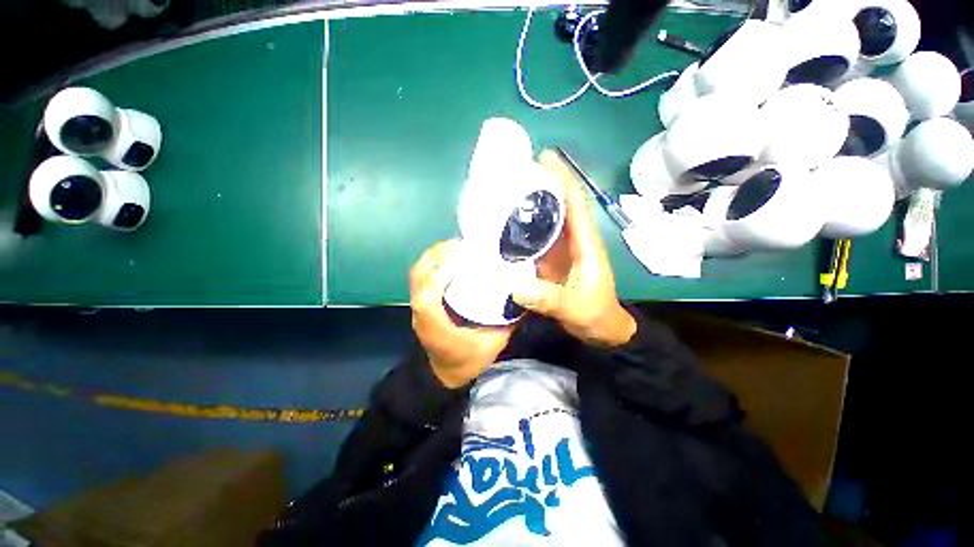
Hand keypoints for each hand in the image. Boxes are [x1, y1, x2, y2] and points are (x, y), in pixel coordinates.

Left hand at [410, 239, 515, 387]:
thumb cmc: (467, 361)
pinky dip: (434, 265)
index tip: (464, 253)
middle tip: (465, 244)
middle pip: (419, 274)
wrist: (445, 376)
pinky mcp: (419, 304)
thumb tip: (525, 292)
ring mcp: (416, 307)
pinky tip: (454, 262)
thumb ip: (507, 320)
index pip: (428, 292)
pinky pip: (422, 278)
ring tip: (460, 249)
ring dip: (436, 257)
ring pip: (418, 273)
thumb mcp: (492, 344)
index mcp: (434, 322)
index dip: (442, 270)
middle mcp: (420, 311)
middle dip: (439, 254)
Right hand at [512, 150, 636, 347]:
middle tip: (512, 167)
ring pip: (548, 216)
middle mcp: (574, 238)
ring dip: (530, 199)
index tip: (544, 157)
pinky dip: (523, 223)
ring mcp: (562, 248)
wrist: (602, 331)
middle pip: (559, 202)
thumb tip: (515, 287)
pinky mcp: (551, 259)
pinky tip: (502, 219)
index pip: (575, 202)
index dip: (562, 178)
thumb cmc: (596, 314)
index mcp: (585, 242)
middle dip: (541, 181)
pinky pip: (537, 234)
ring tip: (503, 184)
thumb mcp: (575, 308)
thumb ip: (548, 299)